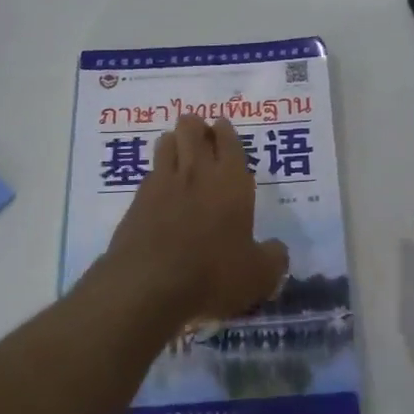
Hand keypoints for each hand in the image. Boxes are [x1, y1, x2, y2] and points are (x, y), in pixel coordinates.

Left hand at [105, 116, 288, 324]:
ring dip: (174, 142)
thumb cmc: (212, 275)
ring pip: (167, 142)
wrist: (148, 286)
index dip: (225, 131)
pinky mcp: (137, 200)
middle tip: (202, 140)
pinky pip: (150, 172)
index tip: (222, 129)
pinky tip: (160, 190)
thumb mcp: (258, 276)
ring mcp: (163, 182)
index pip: (228, 140)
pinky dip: (157, 174)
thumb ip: (273, 258)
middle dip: (197, 127)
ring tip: (179, 155)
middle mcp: (196, 172)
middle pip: (192, 128)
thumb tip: (277, 250)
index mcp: (230, 182)